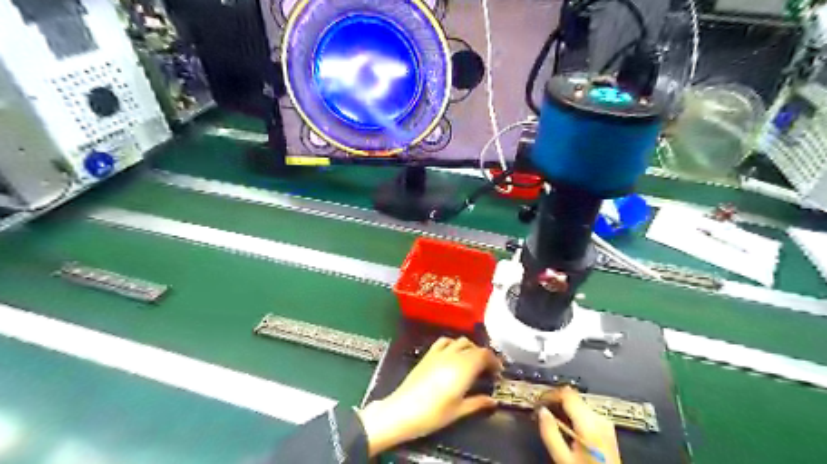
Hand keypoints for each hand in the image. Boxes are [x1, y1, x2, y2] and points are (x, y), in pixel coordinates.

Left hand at [357, 338, 500, 456]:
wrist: (403, 410)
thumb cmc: (433, 413)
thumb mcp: (459, 411)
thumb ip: (478, 402)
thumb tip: (493, 401)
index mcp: (464, 368)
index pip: (484, 354)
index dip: (494, 361)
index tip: (498, 371)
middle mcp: (454, 355)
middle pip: (474, 347)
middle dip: (484, 356)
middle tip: (487, 370)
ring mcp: (440, 352)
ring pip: (460, 341)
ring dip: (470, 348)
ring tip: (472, 361)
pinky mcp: (428, 354)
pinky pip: (444, 341)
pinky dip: (453, 343)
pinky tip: (453, 353)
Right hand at [536, 388, 620, 463]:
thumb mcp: (563, 458)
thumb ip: (550, 433)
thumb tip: (542, 411)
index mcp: (590, 424)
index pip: (566, 393)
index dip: (549, 394)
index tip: (538, 402)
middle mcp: (600, 419)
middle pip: (572, 396)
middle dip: (554, 401)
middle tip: (541, 411)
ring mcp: (605, 423)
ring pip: (577, 403)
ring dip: (563, 407)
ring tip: (551, 419)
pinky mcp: (606, 428)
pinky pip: (584, 412)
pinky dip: (572, 414)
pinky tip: (565, 425)